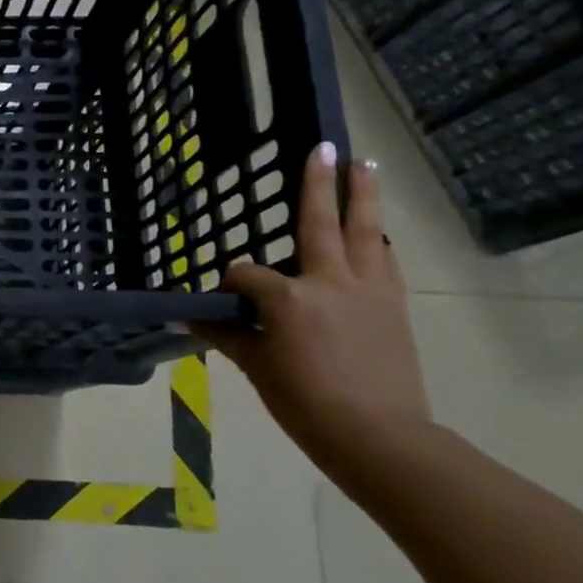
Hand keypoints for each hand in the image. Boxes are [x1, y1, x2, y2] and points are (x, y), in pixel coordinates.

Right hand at [194, 144, 430, 455]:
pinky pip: (385, 261)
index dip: (229, 281)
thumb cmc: (303, 401)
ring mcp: (367, 289)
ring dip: (363, 196)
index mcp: (287, 297)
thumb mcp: (255, 366)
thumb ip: (224, 333)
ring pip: (364, 232)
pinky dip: (377, 240)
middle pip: (319, 223)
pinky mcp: (393, 304)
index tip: (223, 299)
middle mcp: (328, 280)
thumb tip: (188, 315)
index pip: (246, 274)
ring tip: (363, 165)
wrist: (377, 435)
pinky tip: (377, 231)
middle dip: (318, 184)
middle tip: (324, 147)